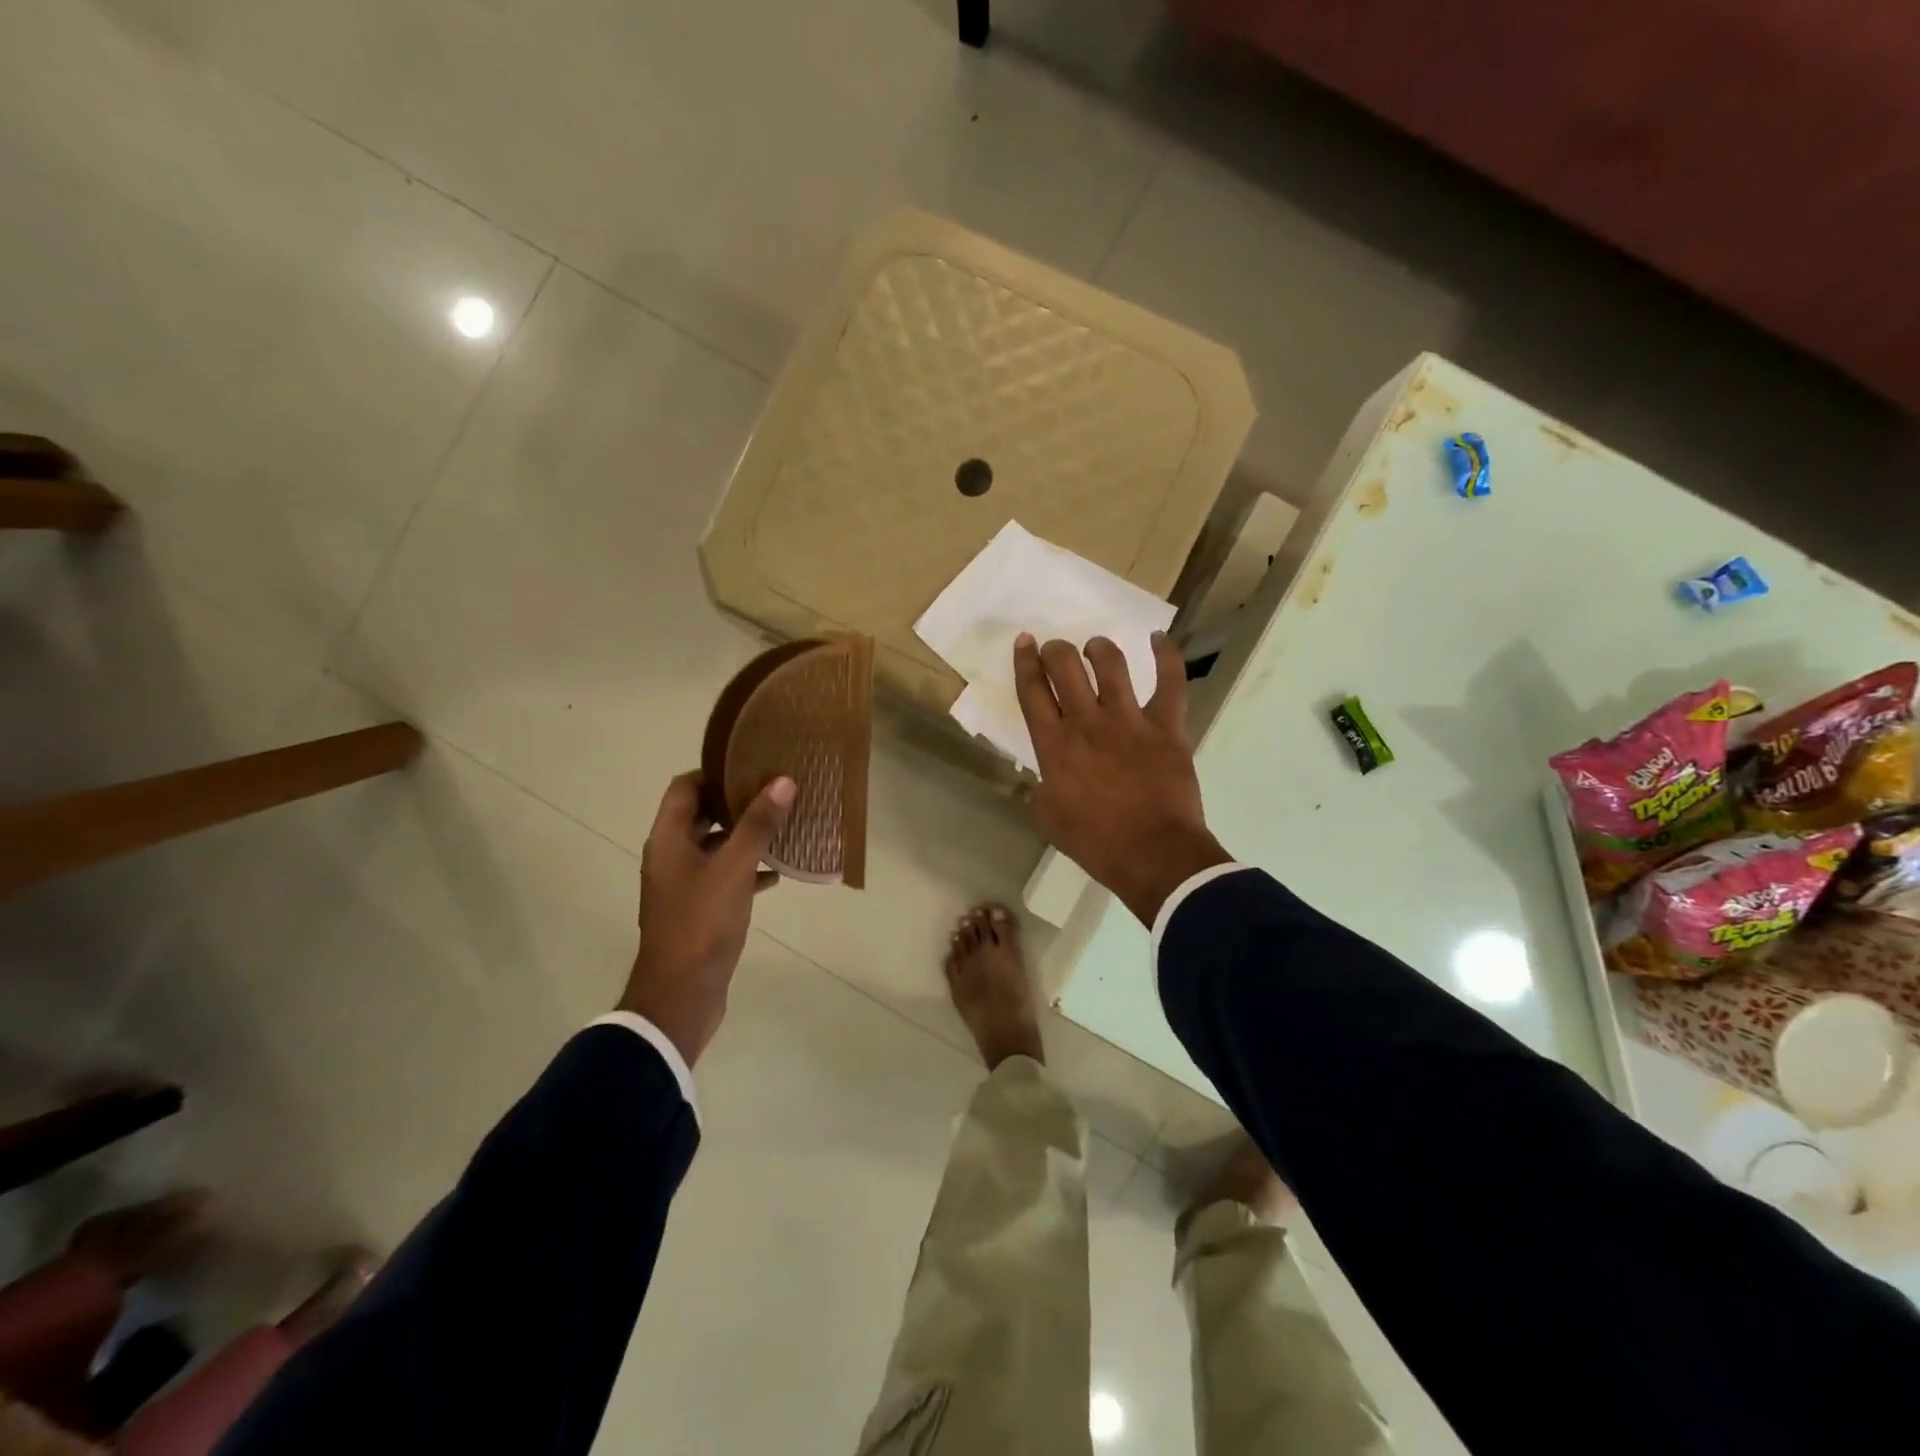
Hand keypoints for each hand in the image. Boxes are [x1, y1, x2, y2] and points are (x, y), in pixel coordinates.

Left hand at [621, 771, 794, 1066]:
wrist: (680, 996)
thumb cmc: (702, 924)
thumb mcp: (733, 869)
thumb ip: (757, 825)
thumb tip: (782, 781)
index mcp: (668, 840)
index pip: (685, 787)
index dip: (715, 772)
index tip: (752, 765)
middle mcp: (670, 856)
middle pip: (700, 815)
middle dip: (735, 802)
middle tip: (775, 791)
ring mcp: (683, 885)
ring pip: (714, 847)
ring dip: (744, 836)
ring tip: (783, 826)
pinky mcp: (698, 910)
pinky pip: (723, 876)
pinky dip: (746, 869)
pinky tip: (776, 874)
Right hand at [1013, 632, 1230, 926]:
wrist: (1153, 856)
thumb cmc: (1096, 843)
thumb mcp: (1049, 819)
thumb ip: (1042, 790)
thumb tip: (1045, 778)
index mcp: (1054, 745)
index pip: (1032, 691)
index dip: (1025, 662)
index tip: (1025, 641)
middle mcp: (1087, 722)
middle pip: (1065, 667)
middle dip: (1057, 650)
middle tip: (1058, 650)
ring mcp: (1130, 720)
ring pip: (1111, 664)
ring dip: (1099, 649)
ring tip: (1096, 648)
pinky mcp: (1167, 726)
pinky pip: (1171, 681)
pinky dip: (1166, 656)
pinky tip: (1158, 639)